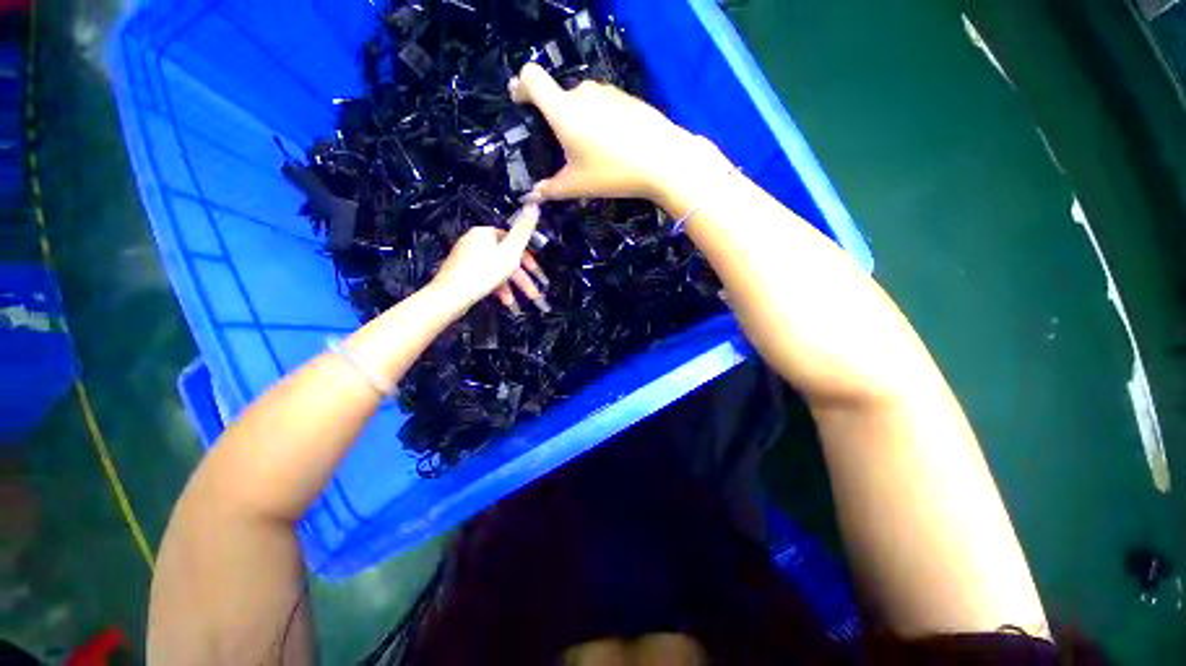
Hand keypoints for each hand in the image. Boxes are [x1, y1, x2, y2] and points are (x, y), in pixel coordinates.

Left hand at [430, 204, 549, 314]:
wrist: (450, 296)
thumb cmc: (484, 273)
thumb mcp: (510, 252)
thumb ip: (524, 230)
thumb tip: (533, 204)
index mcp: (484, 233)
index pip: (511, 239)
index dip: (526, 257)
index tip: (535, 271)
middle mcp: (473, 241)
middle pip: (504, 258)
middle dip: (520, 278)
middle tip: (533, 293)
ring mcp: (466, 257)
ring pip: (496, 270)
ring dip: (510, 286)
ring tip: (516, 303)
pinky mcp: (461, 272)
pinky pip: (485, 276)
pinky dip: (496, 288)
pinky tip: (504, 301)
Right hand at [510, 63, 727, 207]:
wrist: (663, 161)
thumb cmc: (613, 172)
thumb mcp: (578, 185)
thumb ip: (551, 189)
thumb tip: (533, 195)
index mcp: (563, 109)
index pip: (531, 78)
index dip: (521, 86)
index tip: (521, 103)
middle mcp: (583, 92)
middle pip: (559, 95)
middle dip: (555, 117)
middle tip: (564, 146)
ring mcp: (608, 92)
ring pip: (583, 101)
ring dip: (580, 119)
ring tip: (592, 149)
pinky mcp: (627, 98)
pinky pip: (604, 105)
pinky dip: (600, 119)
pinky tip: (614, 144)